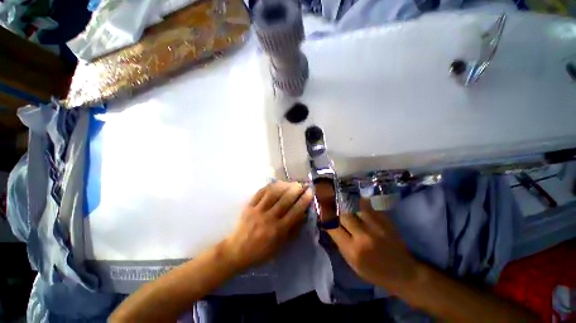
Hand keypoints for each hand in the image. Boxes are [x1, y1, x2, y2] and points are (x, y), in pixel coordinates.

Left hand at [223, 181, 312, 271]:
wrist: (236, 251)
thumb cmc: (261, 252)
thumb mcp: (280, 246)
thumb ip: (292, 230)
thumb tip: (303, 215)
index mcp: (278, 230)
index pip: (295, 211)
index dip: (304, 200)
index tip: (310, 191)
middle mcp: (269, 218)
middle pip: (285, 199)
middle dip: (296, 189)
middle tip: (301, 184)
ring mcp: (258, 210)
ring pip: (273, 193)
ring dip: (283, 185)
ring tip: (290, 182)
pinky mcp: (249, 206)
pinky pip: (260, 192)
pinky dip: (269, 186)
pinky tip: (275, 184)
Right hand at [325, 199, 419, 291]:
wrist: (404, 273)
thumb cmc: (374, 272)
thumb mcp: (352, 263)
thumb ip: (340, 243)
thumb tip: (329, 226)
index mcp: (353, 250)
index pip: (333, 228)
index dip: (327, 219)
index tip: (324, 214)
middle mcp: (363, 237)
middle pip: (344, 215)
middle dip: (338, 213)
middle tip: (336, 210)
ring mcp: (376, 228)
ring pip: (356, 209)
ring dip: (350, 209)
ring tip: (348, 207)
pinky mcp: (386, 223)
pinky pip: (370, 207)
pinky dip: (363, 204)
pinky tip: (359, 202)